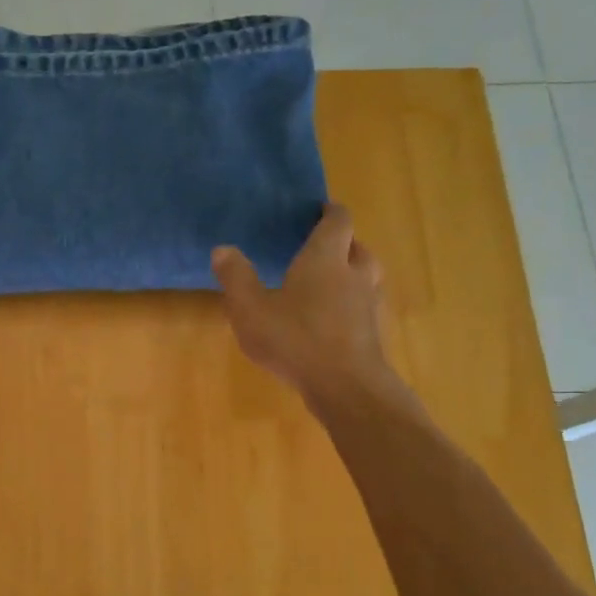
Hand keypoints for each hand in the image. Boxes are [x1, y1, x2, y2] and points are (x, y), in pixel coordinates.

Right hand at [212, 204, 403, 411]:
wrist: (346, 387)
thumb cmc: (295, 340)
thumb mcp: (251, 309)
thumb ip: (236, 278)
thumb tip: (222, 249)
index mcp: (325, 259)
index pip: (337, 222)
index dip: (330, 212)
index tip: (319, 209)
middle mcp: (354, 274)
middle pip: (357, 247)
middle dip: (342, 242)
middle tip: (321, 247)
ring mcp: (369, 304)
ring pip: (366, 276)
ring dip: (352, 272)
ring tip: (330, 281)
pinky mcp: (373, 332)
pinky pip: (365, 306)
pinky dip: (352, 303)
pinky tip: (333, 320)